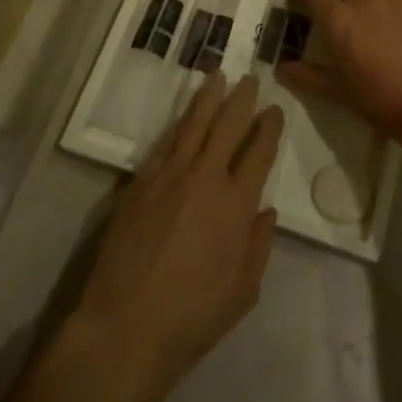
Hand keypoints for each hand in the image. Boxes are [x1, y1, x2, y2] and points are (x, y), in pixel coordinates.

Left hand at [65, 76, 282, 401]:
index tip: (274, 110)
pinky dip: (179, 124)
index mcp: (236, 203)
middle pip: (228, 125)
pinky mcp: (141, 181)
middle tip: (251, 78)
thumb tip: (266, 210)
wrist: (126, 325)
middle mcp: (206, 177)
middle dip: (242, 99)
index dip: (269, 128)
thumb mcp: (243, 291)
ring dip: (209, 97)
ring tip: (218, 75)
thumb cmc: (193, 316)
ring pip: (194, 124)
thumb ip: (258, 245)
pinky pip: (165, 143)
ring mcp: (170, 175)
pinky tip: (185, 115)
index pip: (259, 152)